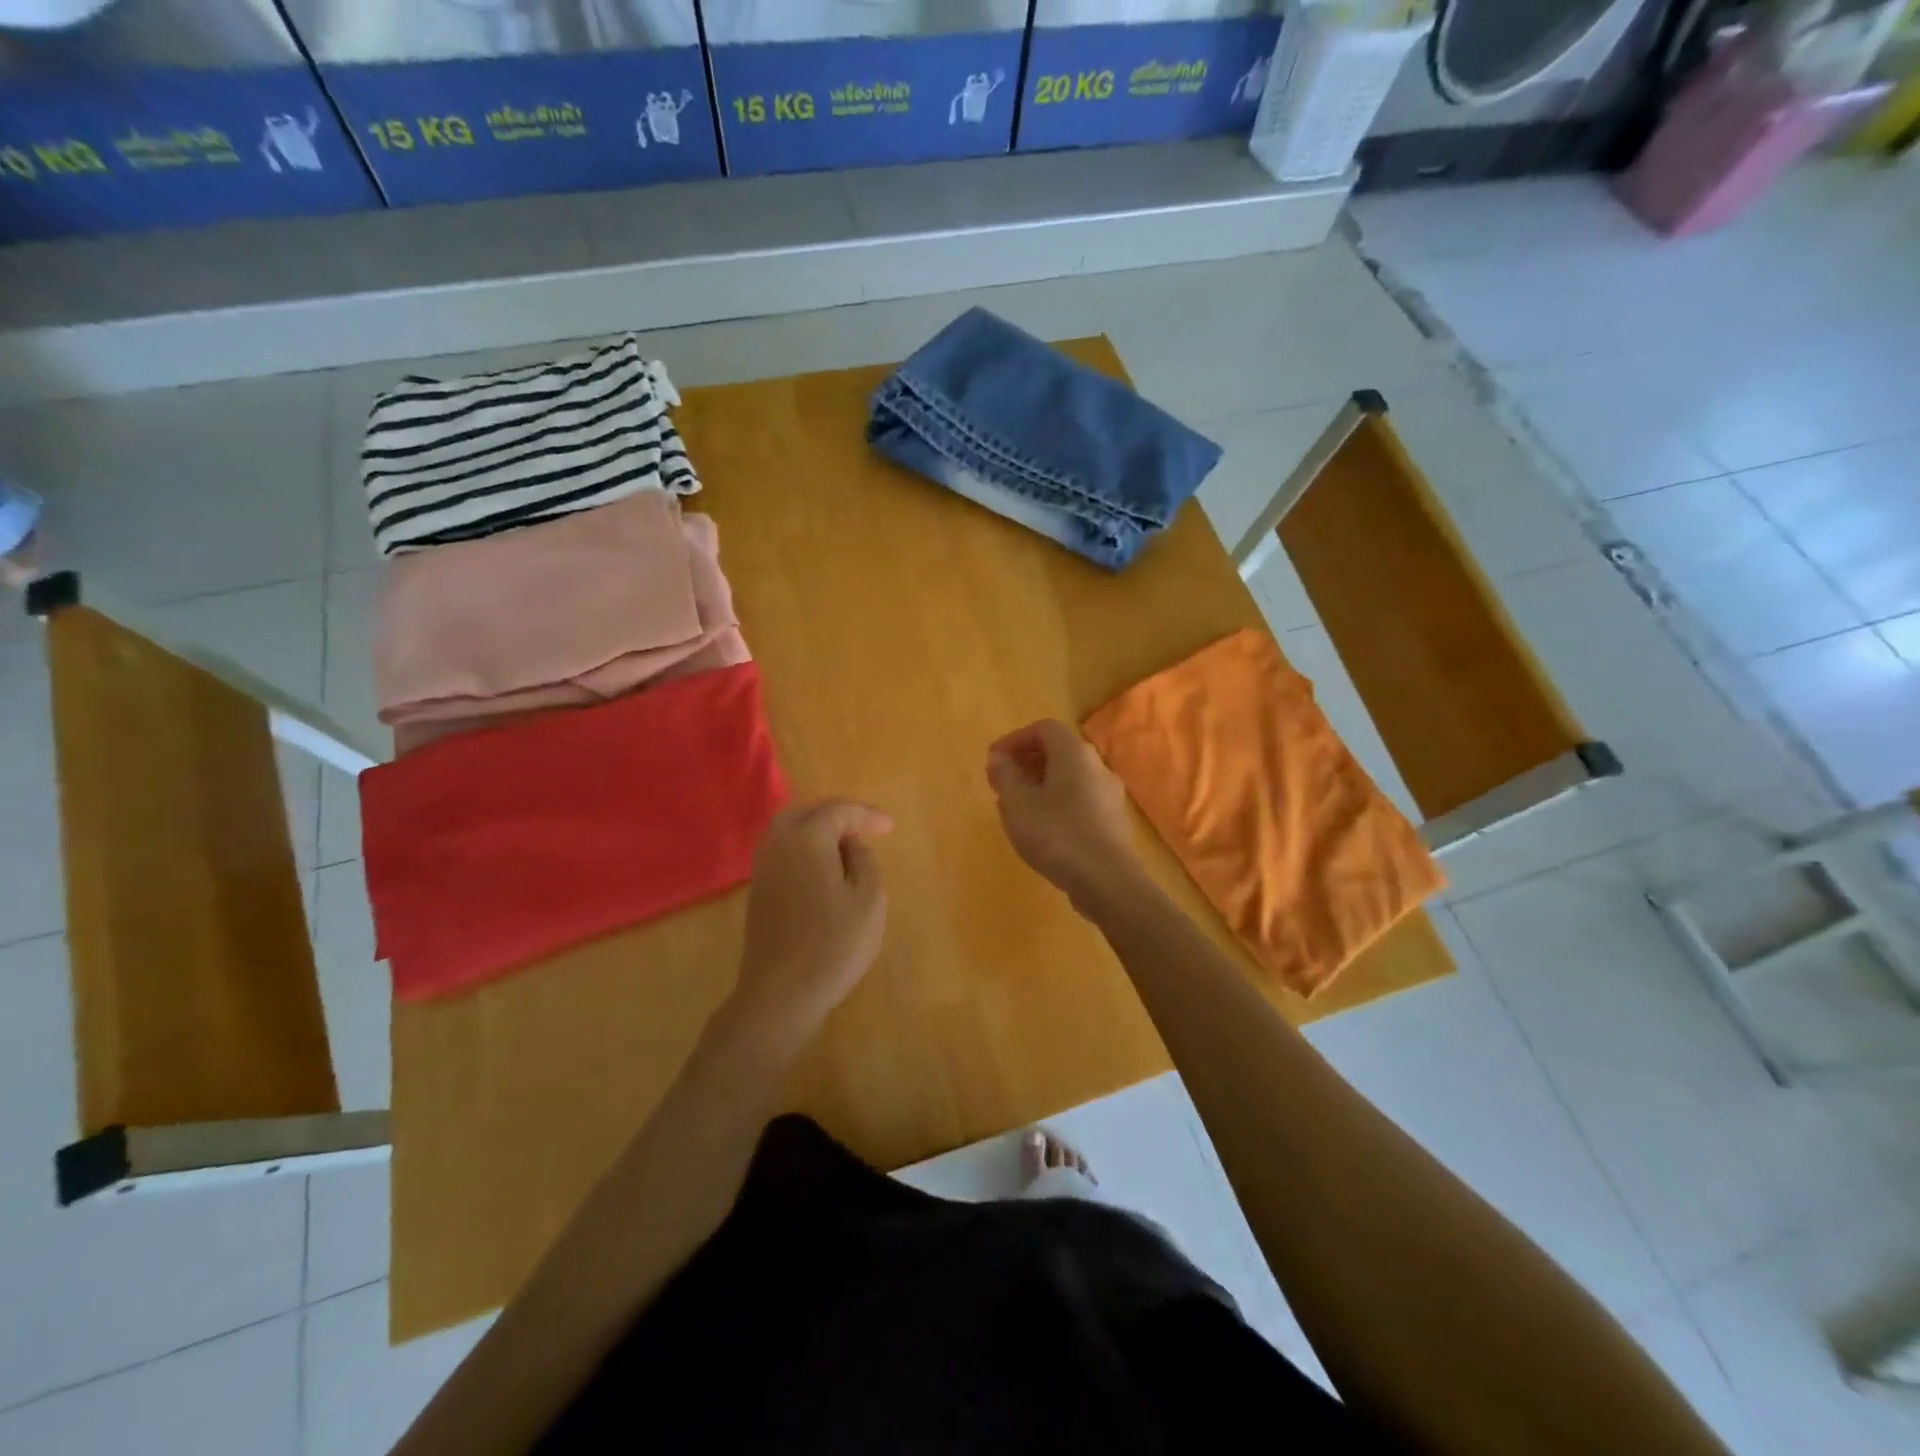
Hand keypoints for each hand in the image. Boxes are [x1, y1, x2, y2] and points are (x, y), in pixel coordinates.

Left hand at [730, 799, 891, 1051]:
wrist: (781, 994)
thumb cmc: (833, 945)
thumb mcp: (869, 900)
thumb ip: (865, 862)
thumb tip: (852, 845)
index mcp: (806, 838)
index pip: (839, 811)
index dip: (867, 815)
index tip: (890, 827)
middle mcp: (778, 844)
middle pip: (807, 812)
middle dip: (838, 814)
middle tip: (865, 827)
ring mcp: (763, 867)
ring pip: (790, 829)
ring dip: (818, 829)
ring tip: (846, 844)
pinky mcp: (758, 890)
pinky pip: (783, 851)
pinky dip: (804, 847)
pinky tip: (823, 866)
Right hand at [986, 720, 1142, 913]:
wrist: (1107, 881)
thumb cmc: (1056, 834)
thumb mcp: (1017, 803)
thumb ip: (1005, 775)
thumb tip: (999, 757)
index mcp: (1074, 753)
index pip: (1044, 729)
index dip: (1015, 740)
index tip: (994, 760)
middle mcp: (1097, 766)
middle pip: (1058, 752)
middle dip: (1026, 763)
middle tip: (1001, 784)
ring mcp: (1109, 795)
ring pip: (1069, 779)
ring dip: (1039, 786)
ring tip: (1015, 809)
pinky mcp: (1113, 821)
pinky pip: (1079, 801)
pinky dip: (1056, 804)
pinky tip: (1040, 830)